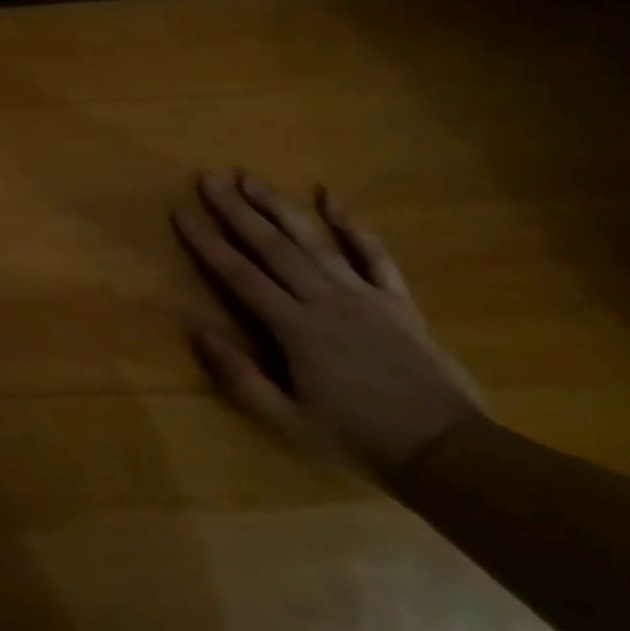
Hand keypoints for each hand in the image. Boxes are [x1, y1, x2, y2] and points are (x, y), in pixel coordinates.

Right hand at [172, 171, 483, 479]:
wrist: (448, 452)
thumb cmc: (359, 439)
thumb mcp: (288, 421)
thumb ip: (241, 377)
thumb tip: (196, 331)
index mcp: (295, 328)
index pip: (240, 275)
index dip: (207, 243)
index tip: (181, 213)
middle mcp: (325, 299)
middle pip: (272, 246)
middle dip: (237, 210)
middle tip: (210, 178)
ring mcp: (363, 294)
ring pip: (313, 240)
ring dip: (280, 206)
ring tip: (252, 178)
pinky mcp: (396, 299)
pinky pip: (373, 254)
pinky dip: (352, 224)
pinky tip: (330, 196)